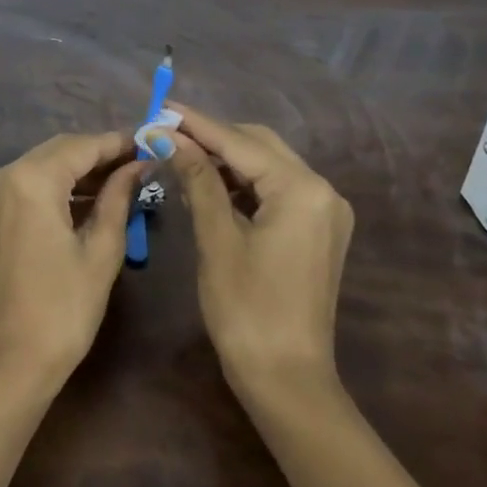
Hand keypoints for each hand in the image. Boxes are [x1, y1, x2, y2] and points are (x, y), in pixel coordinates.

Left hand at [0, 132, 144, 390]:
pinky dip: (60, 187)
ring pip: (45, 165)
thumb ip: (119, 197)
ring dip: (82, 171)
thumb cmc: (61, 310)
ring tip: (125, 181)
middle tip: (142, 164)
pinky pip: (31, 184)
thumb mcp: (101, 250)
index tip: (152, 143)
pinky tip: (92, 199)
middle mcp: (4, 174)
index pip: (83, 146)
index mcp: (31, 179)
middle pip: (61, 150)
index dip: (119, 143)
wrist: (6, 363)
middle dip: (101, 154)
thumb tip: (140, 165)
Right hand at [164, 102, 354, 397]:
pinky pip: (276, 190)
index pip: (241, 143)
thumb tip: (170, 137)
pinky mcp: (318, 229)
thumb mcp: (217, 239)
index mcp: (302, 190)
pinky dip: (243, 183)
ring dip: (227, 159)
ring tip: (181, 155)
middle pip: (260, 146)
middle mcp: (322, 191)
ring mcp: (324, 211)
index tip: (162, 106)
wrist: (287, 380)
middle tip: (167, 133)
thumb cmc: (246, 310)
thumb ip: (198, 180)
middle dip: (213, 137)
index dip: (198, 124)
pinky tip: (210, 184)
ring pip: (268, 166)